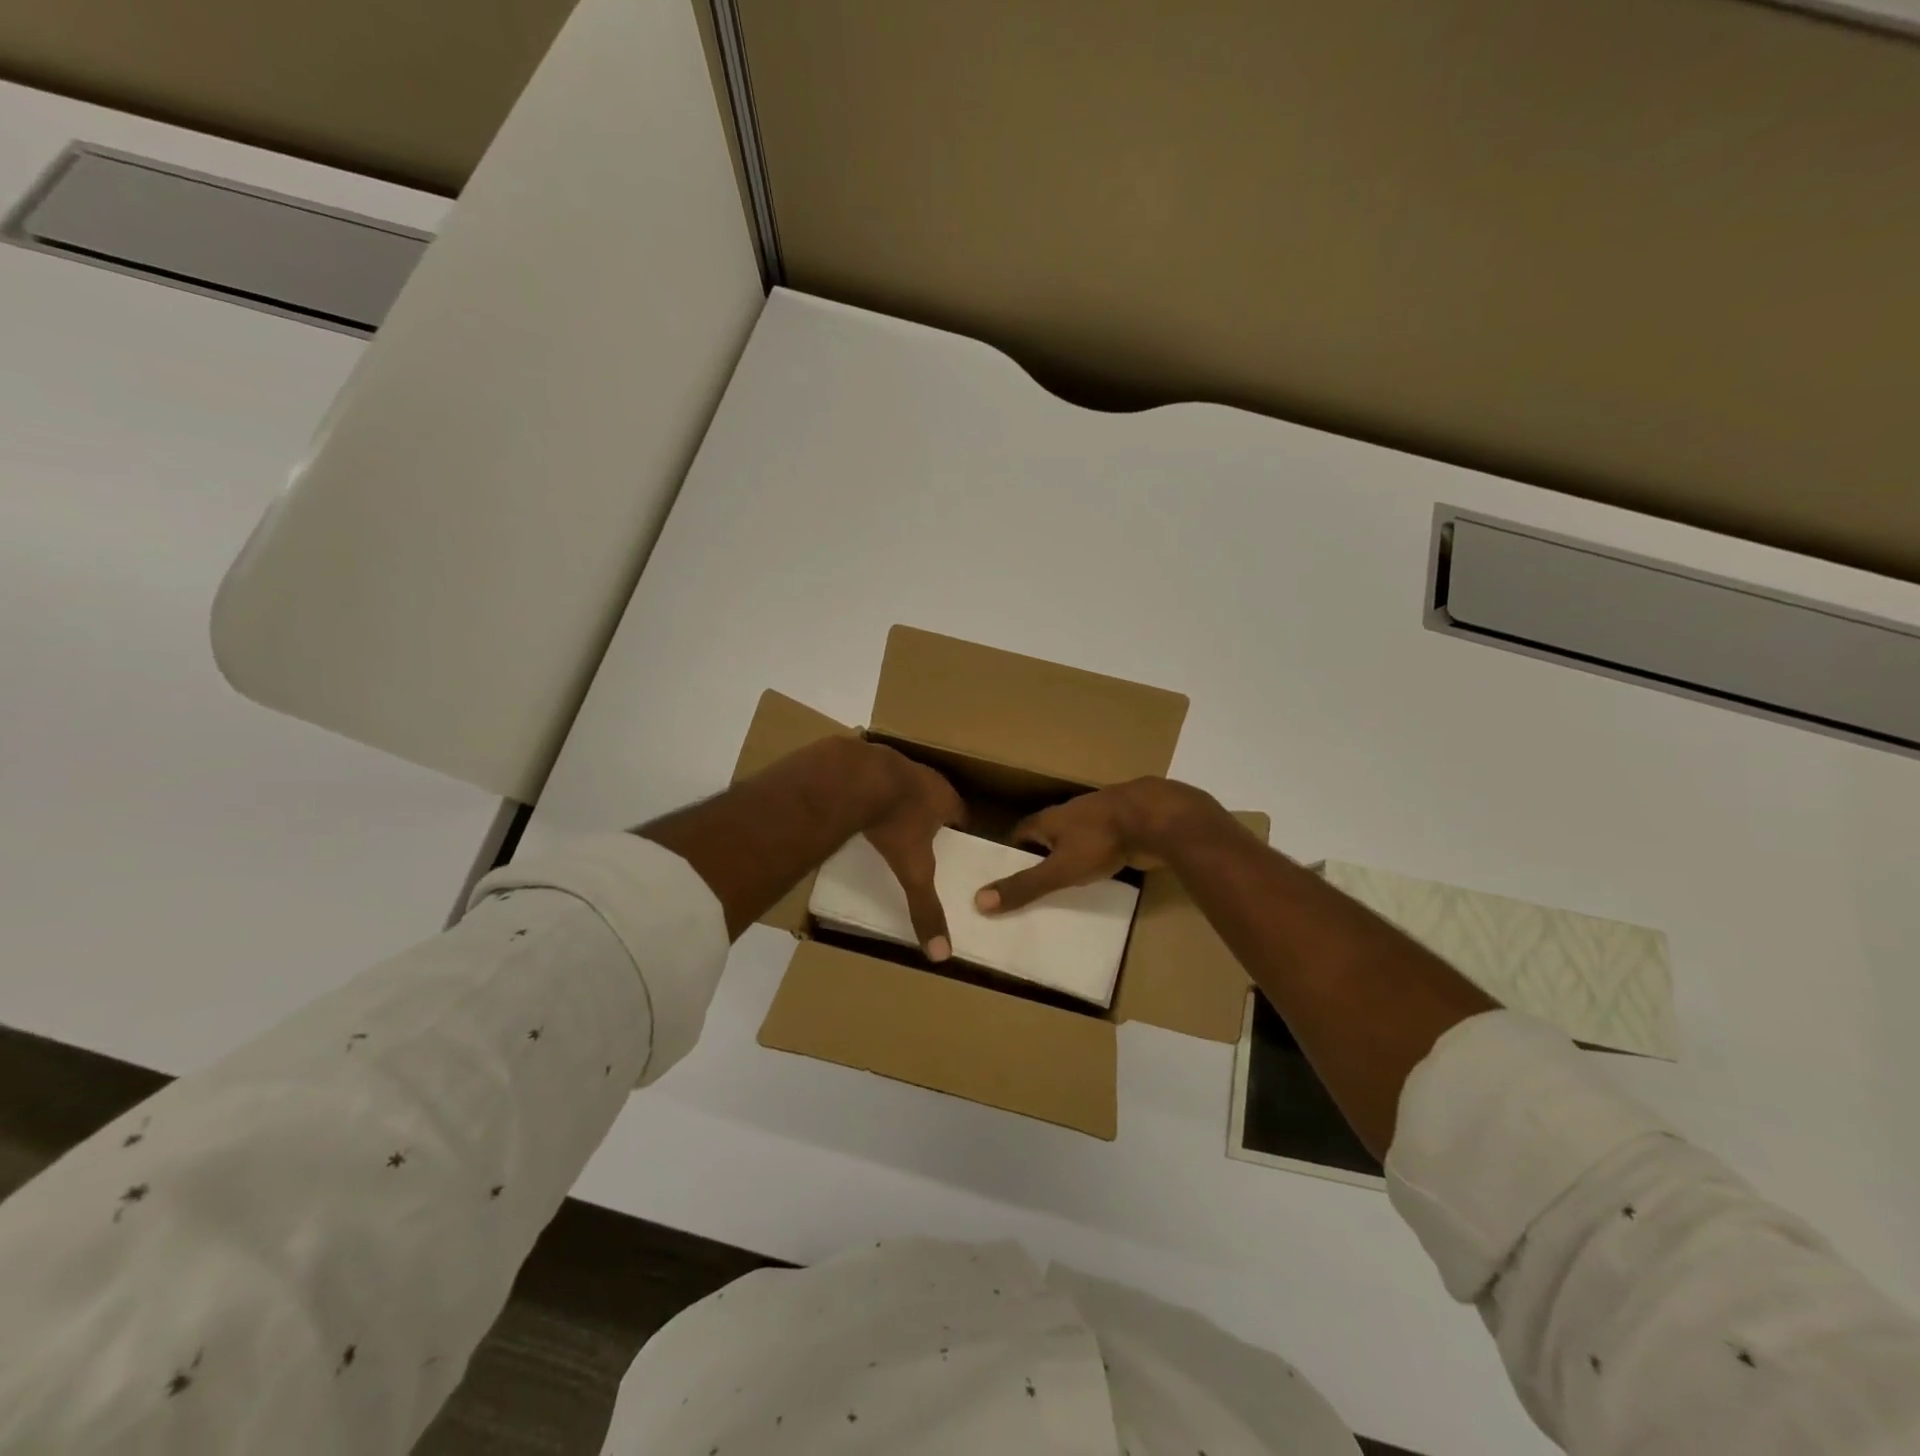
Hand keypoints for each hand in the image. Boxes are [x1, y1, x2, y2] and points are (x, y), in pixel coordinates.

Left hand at [859, 745, 966, 960]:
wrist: (854, 776)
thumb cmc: (895, 821)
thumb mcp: (913, 870)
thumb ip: (925, 907)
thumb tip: (942, 953)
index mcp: (944, 798)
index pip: (961, 815)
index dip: (958, 830)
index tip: (954, 846)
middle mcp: (925, 776)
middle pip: (934, 796)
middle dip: (929, 815)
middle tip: (921, 837)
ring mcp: (895, 763)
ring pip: (903, 783)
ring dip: (899, 799)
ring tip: (889, 821)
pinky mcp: (865, 758)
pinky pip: (873, 776)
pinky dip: (869, 789)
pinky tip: (857, 805)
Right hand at [974, 777, 1228, 914]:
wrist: (1155, 819)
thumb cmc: (1100, 841)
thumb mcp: (1058, 870)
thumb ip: (1023, 886)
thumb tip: (978, 901)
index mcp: (1049, 818)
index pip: (1021, 831)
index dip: (1012, 851)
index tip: (1006, 873)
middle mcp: (1071, 813)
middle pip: (1048, 833)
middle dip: (1040, 855)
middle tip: (1033, 883)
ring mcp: (1100, 818)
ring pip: (1077, 838)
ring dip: (1070, 855)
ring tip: (1064, 883)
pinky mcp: (1124, 827)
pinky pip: (1102, 844)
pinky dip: (1096, 858)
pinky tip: (1099, 875)